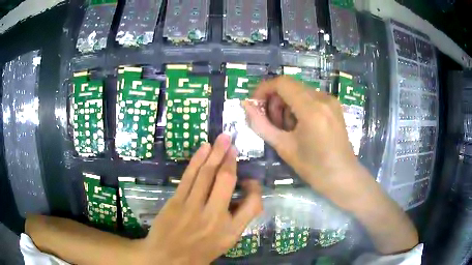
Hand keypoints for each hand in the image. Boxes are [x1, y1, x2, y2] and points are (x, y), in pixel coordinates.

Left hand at [138, 134, 262, 264]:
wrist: (166, 258)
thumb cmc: (198, 252)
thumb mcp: (224, 243)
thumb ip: (236, 221)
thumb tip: (242, 196)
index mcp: (230, 231)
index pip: (253, 204)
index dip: (255, 189)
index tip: (250, 180)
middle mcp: (214, 217)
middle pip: (226, 181)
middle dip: (231, 159)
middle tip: (233, 143)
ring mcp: (192, 207)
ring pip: (206, 174)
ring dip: (215, 153)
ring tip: (223, 138)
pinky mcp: (176, 201)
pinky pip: (189, 177)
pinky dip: (197, 160)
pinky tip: (204, 149)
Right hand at [243, 76, 367, 208]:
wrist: (343, 177)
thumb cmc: (314, 168)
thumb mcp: (284, 147)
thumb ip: (261, 124)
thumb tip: (246, 105)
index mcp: (312, 109)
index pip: (282, 83)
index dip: (264, 89)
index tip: (255, 105)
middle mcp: (323, 98)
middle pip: (290, 86)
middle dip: (275, 100)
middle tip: (271, 122)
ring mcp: (331, 101)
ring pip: (299, 91)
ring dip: (286, 104)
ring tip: (286, 128)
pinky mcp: (334, 105)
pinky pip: (310, 97)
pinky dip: (298, 107)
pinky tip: (299, 126)